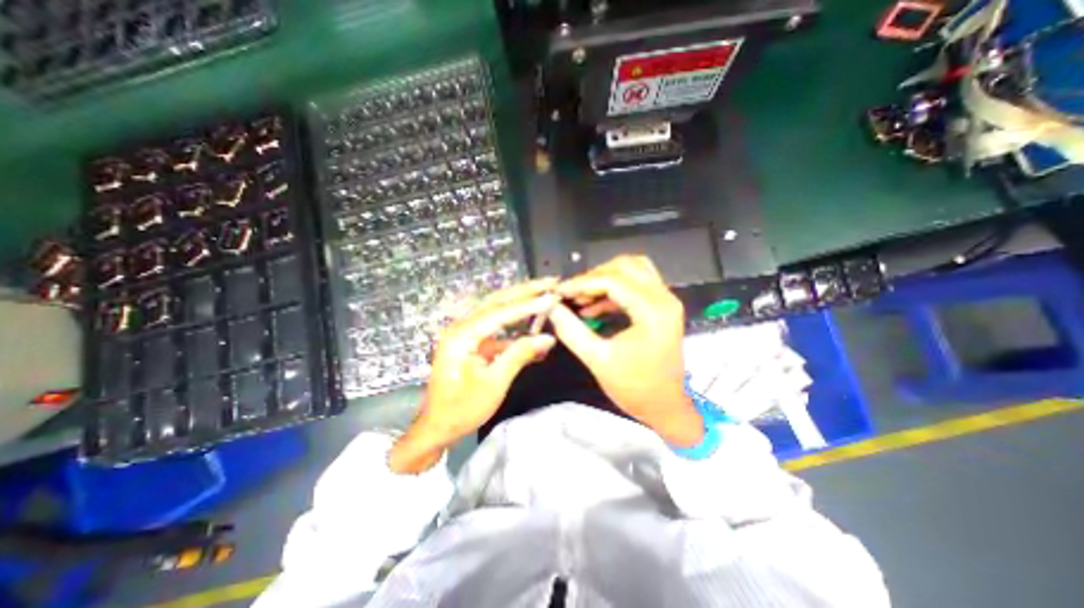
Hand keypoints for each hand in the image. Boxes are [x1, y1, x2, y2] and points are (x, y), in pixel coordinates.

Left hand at [390, 277, 557, 471]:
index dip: (528, 304)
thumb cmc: (462, 409)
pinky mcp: (473, 340)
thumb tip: (548, 338)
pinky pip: (497, 327)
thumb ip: (520, 355)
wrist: (437, 426)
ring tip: (544, 292)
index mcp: (462, 335)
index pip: (500, 312)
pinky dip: (516, 325)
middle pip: (497, 300)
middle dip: (525, 290)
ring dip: (521, 300)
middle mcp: (462, 326)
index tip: (552, 296)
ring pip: (497, 309)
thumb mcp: (494, 383)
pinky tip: (534, 327)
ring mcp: (466, 332)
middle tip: (551, 282)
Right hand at [550, 255, 703, 444]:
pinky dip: (614, 289)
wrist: (665, 407)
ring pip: (633, 270)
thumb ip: (572, 331)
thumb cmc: (635, 388)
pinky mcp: (661, 308)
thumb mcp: (598, 359)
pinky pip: (637, 284)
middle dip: (594, 276)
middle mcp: (664, 299)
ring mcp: (666, 301)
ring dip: (606, 278)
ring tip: (582, 296)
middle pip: (626, 266)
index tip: (561, 292)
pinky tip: (594, 306)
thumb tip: (553, 309)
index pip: (613, 280)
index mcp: (652, 311)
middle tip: (573, 292)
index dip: (582, 283)